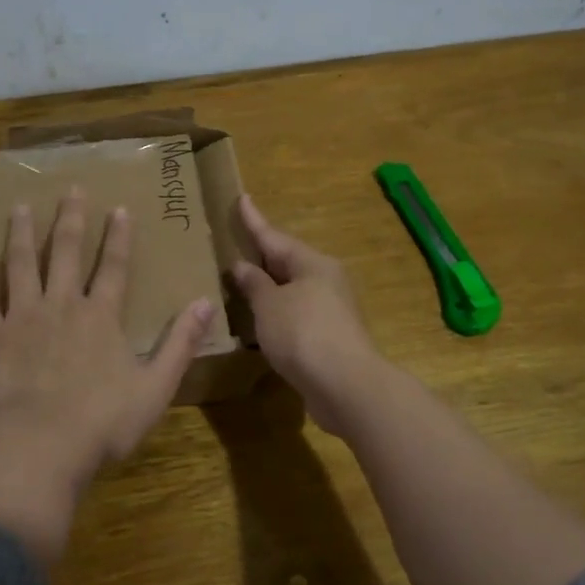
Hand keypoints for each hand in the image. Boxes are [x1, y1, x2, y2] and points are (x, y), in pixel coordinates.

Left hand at [0, 188, 214, 564]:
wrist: (41, 445)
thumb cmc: (103, 421)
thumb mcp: (156, 386)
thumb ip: (180, 343)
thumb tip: (206, 303)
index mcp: (101, 316)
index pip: (114, 267)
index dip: (118, 237)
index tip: (118, 208)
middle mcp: (61, 305)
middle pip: (66, 253)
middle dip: (70, 220)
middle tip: (69, 189)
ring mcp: (22, 318)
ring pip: (21, 266)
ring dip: (22, 235)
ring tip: (20, 208)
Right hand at [229, 195, 383, 421]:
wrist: (346, 386)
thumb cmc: (303, 333)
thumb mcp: (269, 305)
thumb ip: (254, 284)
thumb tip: (242, 266)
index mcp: (312, 264)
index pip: (274, 237)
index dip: (254, 220)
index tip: (242, 198)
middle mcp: (326, 281)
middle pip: (287, 262)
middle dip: (262, 255)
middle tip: (238, 243)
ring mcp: (331, 311)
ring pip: (292, 290)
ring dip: (269, 287)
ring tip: (242, 282)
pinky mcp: (330, 338)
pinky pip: (296, 315)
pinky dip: (276, 314)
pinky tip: (260, 321)